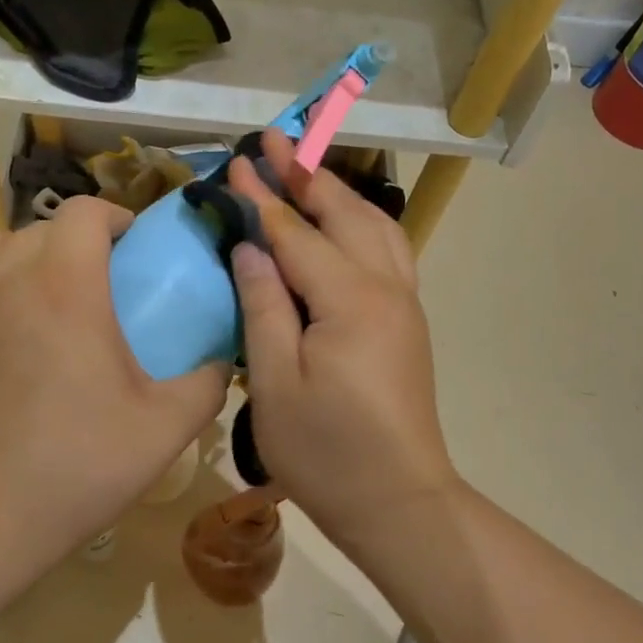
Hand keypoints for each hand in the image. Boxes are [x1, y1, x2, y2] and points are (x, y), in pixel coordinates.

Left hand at [0, 197, 227, 558]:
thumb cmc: (81, 462)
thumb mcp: (166, 426)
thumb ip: (208, 382)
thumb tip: (225, 360)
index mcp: (65, 285)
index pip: (84, 211)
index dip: (115, 216)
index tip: (135, 246)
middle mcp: (9, 277)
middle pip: (43, 226)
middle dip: (79, 238)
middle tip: (104, 279)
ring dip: (26, 249)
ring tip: (49, 290)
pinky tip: (13, 324)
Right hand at [227, 132, 459, 540]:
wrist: (398, 501)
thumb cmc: (327, 453)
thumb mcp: (275, 385)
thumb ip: (262, 307)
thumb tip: (249, 247)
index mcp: (349, 301)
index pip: (296, 234)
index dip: (262, 198)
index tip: (235, 163)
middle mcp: (385, 288)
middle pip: (343, 215)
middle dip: (306, 175)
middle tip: (274, 141)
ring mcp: (404, 303)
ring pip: (375, 227)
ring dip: (338, 194)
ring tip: (305, 171)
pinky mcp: (407, 322)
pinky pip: (387, 251)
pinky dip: (361, 223)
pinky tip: (344, 225)